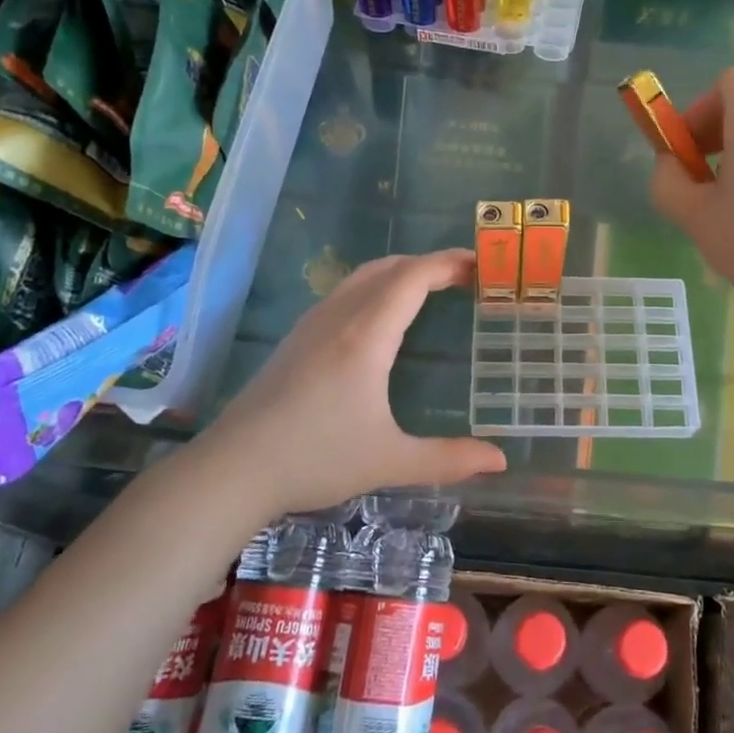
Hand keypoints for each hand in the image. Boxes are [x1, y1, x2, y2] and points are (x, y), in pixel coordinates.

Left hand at [196, 249, 506, 518]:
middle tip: (465, 277)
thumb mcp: (389, 461)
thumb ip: (448, 458)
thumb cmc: (315, 459)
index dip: (448, 264)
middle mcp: (339, 317)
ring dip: (400, 272)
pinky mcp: (296, 338)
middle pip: (389, 268)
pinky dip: (376, 286)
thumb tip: (500, 460)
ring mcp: (312, 324)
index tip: (480, 265)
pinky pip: (344, 293)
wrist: (233, 469)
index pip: (412, 278)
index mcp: (366, 335)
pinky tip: (381, 317)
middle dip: (429, 264)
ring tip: (430, 288)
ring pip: (362, 277)